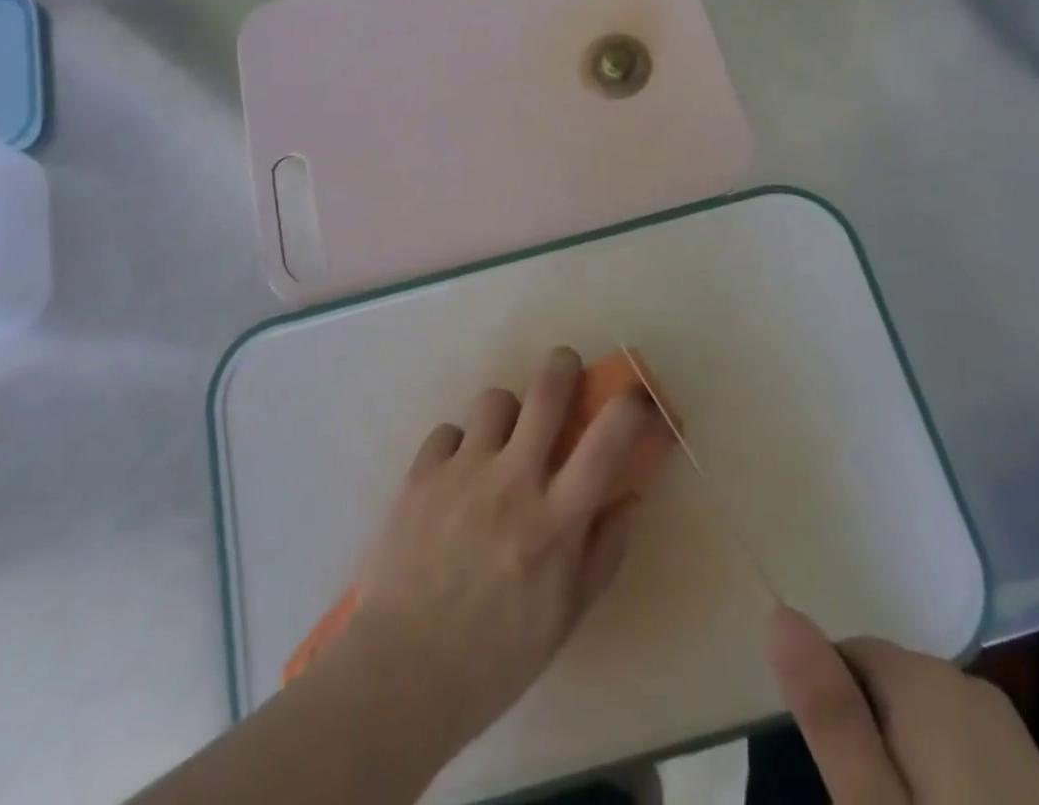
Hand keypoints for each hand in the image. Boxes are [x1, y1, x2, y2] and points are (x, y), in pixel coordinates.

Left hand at [342, 347, 652, 753]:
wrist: (401, 674)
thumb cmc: (495, 657)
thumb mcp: (566, 617)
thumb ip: (603, 552)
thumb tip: (628, 497)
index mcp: (556, 521)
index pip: (607, 440)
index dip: (631, 404)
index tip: (637, 396)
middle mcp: (513, 482)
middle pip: (547, 390)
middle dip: (563, 365)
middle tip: (565, 370)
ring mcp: (463, 471)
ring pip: (495, 400)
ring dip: (506, 415)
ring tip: (499, 442)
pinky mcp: (421, 473)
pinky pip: (448, 431)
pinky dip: (458, 447)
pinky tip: (453, 479)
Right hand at [767, 608, 1038, 803]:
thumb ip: (830, 714)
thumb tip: (780, 613)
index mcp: (927, 681)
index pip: (844, 653)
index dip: (827, 709)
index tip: (830, 777)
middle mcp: (971, 690)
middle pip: (887, 688)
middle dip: (868, 740)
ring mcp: (1015, 739)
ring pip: (927, 727)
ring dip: (906, 769)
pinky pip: (968, 760)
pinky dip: (948, 790)